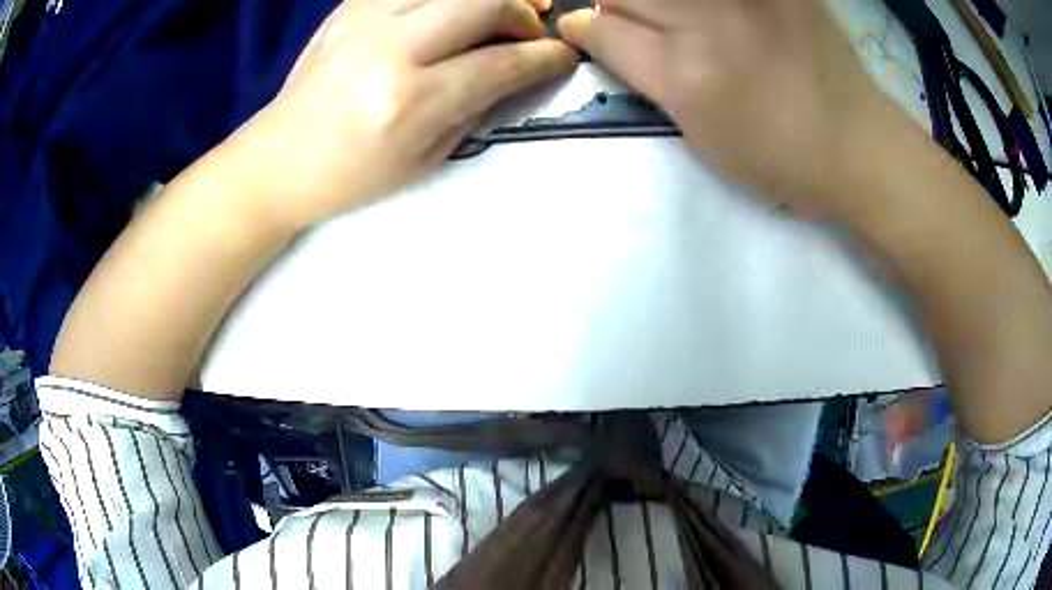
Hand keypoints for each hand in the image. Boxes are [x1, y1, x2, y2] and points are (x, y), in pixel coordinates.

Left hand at [239, 0, 577, 228]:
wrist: (277, 161)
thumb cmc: (349, 176)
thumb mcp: (424, 160)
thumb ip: (475, 107)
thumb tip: (514, 71)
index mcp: (410, 101)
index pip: (501, 63)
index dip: (544, 57)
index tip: (564, 55)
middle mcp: (390, 49)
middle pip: (483, 2)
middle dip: (523, 12)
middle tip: (531, 28)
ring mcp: (363, 21)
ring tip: (502, 8)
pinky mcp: (347, 9)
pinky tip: (450, 10)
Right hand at [558, 0, 897, 218]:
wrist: (858, 145)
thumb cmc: (778, 156)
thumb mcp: (699, 133)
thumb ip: (644, 76)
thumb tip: (602, 33)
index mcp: (686, 73)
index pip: (601, 28)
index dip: (585, 29)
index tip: (585, 30)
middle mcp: (710, 18)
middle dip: (617, 6)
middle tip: (641, 25)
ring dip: (656, 2)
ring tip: (685, 22)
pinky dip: (705, 5)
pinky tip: (724, 20)